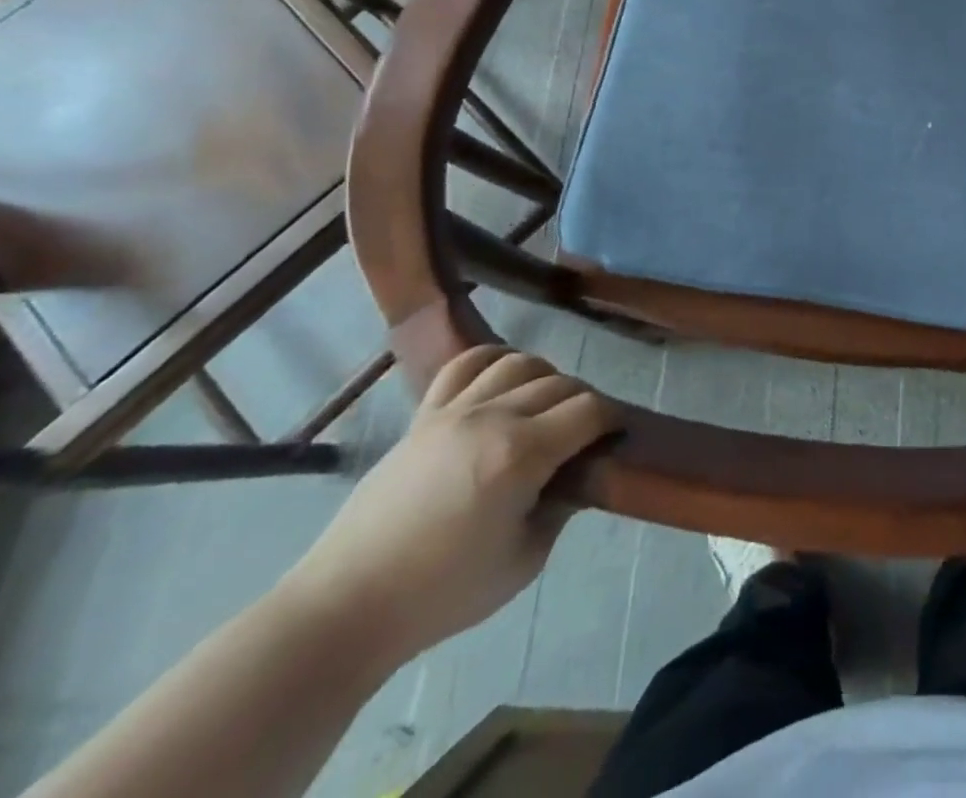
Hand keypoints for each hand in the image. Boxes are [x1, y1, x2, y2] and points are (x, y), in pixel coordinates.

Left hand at [278, 347, 616, 665]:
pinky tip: (502, 379)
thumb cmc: (442, 594)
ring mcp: (454, 411)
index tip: (617, 434)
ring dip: (544, 377)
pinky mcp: (424, 415)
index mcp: (521, 455)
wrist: (349, 605)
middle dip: (584, 401)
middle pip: (559, 383)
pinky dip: (493, 360)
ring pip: (518, 363)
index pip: (588, 410)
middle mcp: (492, 418)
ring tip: (545, 405)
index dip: (612, 418)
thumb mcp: (523, 561)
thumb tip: (575, 478)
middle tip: (585, 432)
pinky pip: (465, 364)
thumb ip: (560, 509)